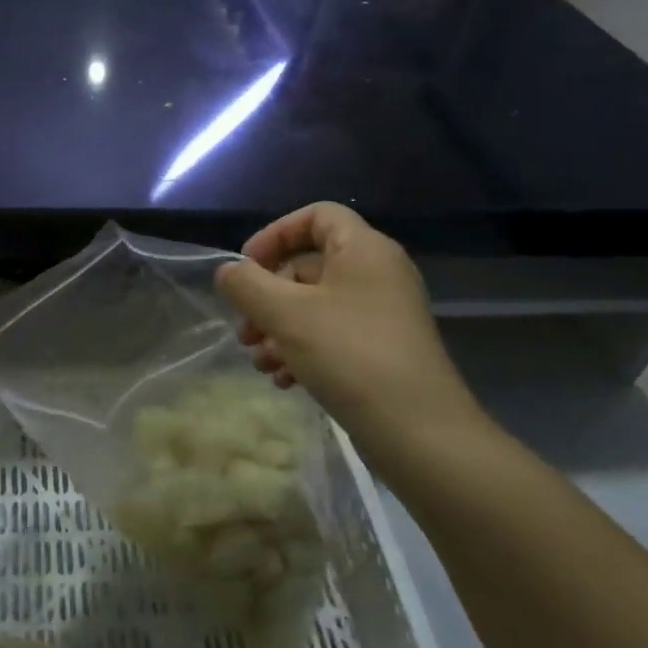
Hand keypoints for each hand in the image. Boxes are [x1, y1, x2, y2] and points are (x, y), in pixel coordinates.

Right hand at [214, 203, 477, 441]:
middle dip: (268, 297)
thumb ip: (248, 285)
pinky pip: (333, 335)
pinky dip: (303, 350)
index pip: (316, 215)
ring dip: (279, 329)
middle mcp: (377, 273)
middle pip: (309, 266)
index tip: (247, 266)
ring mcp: (383, 314)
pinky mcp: (383, 350)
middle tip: (245, 331)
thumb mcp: (286, 314)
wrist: (418, 431)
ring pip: (316, 306)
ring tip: (259, 362)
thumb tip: (229, 272)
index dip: (276, 234)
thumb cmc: (349, 355)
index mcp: (363, 249)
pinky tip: (284, 381)